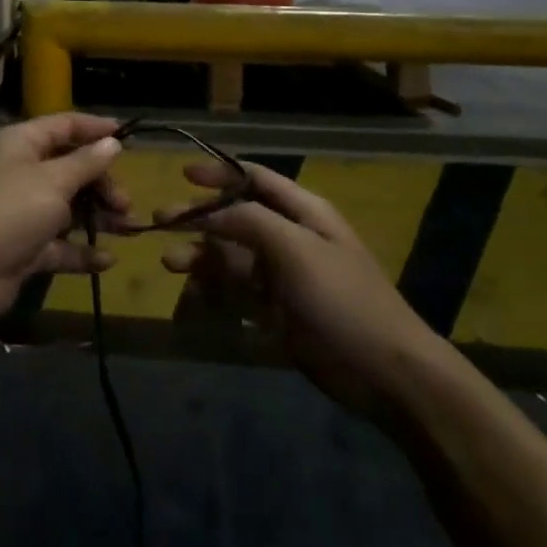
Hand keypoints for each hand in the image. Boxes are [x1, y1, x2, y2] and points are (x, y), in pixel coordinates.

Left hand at [0, 113, 129, 327]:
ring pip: (69, 208)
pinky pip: (60, 244)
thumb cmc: (10, 211)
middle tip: (125, 203)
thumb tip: (112, 143)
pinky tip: (106, 260)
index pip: (64, 126)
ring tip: (129, 229)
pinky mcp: (24, 248)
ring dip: (99, 217)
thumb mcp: (54, 181)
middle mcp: (22, 172)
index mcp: (22, 143)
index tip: (127, 137)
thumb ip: (86, 162)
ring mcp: (22, 211)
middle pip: (71, 168)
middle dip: (101, 184)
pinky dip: (82, 251)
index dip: (95, 129)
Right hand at [160, 162, 435, 418]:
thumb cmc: (342, 298)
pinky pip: (238, 292)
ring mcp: (284, 276)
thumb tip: (210, 211)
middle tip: (160, 221)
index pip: (255, 179)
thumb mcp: (296, 249)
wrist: (386, 373)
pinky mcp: (278, 311)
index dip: (220, 172)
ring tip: (169, 262)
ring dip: (201, 256)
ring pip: (232, 256)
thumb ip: (250, 221)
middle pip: (236, 217)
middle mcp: (290, 237)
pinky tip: (193, 295)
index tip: (183, 174)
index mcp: (303, 212)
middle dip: (199, 218)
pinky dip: (215, 290)